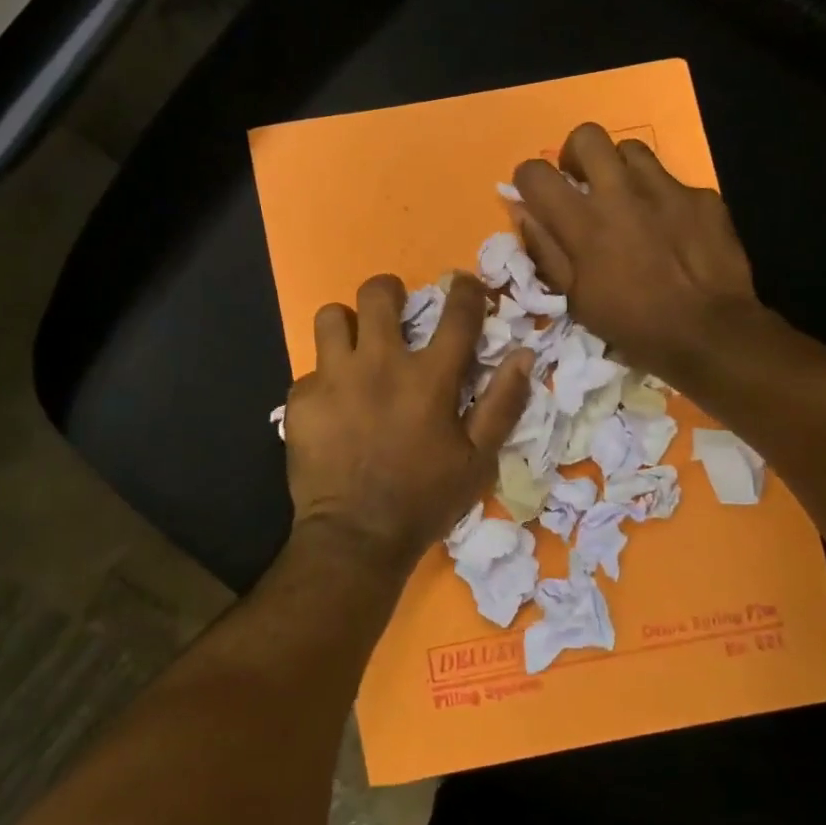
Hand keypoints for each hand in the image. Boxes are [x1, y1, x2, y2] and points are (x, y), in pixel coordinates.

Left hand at [284, 273, 532, 581]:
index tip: (464, 285)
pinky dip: (324, 382)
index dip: (466, 290)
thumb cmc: (425, 500)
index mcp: (429, 378)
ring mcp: (334, 379)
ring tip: (354, 349)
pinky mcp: (301, 400)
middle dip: (390, 292)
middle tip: (394, 311)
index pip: (456, 313)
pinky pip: (310, 370)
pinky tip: (332, 409)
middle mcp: (379, 365)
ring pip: (332, 317)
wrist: (355, 539)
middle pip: (378, 293)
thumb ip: (503, 404)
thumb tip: (524, 355)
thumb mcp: (478, 460)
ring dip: (347, 326)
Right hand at [512, 123, 771, 381]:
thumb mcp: (574, 298)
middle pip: (587, 136)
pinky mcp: (701, 196)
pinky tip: (670, 227)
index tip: (536, 195)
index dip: (528, 179)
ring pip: (631, 149)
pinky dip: (661, 197)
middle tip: (582, 184)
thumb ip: (545, 249)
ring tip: (627, 200)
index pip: (535, 172)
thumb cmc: (632, 324)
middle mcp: (620, 193)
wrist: (709, 333)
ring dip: (619, 169)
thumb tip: (523, 212)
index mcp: (582, 222)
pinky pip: (672, 181)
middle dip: (576, 154)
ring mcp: (665, 189)